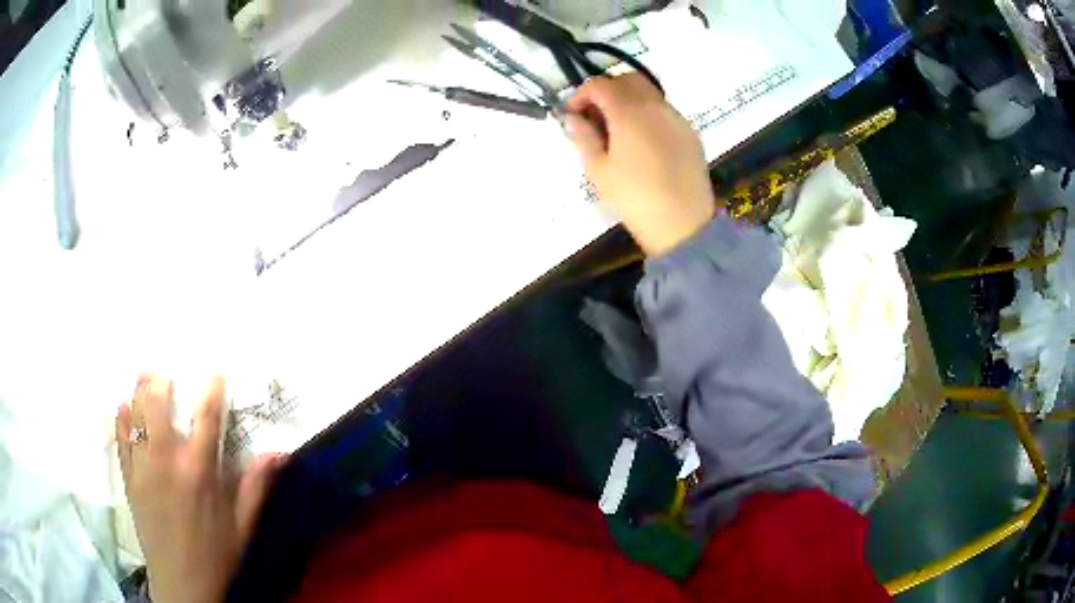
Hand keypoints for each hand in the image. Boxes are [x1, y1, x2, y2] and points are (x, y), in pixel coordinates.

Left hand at [116, 374, 283, 602]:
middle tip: (162, 371)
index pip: (205, 418)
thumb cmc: (216, 556)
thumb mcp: (243, 528)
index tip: (213, 371)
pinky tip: (123, 407)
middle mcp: (167, 462)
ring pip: (136, 417)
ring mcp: (143, 469)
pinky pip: (121, 440)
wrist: (183, 585)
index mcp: (199, 472)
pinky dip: (121, 420)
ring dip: (139, 393)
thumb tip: (277, 453)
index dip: (210, 390)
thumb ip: (255, 488)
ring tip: (142, 376)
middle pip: (159, 407)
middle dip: (160, 383)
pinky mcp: (129, 480)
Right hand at [565, 73, 715, 255]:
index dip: (580, 95)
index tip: (573, 116)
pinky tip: (643, 143)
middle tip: (596, 117)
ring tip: (619, 131)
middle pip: (627, 79)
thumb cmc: (634, 197)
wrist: (683, 224)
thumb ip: (583, 137)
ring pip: (649, 93)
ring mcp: (676, 117)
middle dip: (607, 90)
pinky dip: (648, 114)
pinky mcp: (690, 133)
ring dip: (629, 100)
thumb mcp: (598, 170)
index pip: (599, 84)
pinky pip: (664, 111)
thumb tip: (572, 118)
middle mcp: (655, 105)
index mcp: (628, 111)